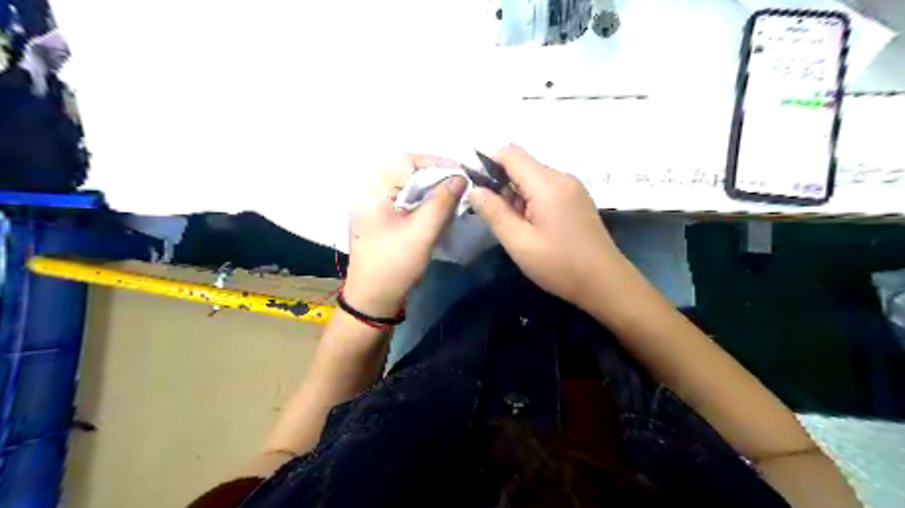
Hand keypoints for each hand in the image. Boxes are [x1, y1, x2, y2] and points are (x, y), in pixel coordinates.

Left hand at [340, 154, 465, 316]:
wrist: (373, 299)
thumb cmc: (395, 265)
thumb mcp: (421, 232)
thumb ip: (441, 202)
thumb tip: (461, 178)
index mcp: (374, 191)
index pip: (406, 161)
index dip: (436, 162)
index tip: (461, 173)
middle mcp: (371, 192)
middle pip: (406, 172)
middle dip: (436, 175)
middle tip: (460, 185)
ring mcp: (375, 207)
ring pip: (408, 186)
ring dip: (431, 189)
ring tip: (453, 195)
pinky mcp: (382, 219)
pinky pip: (405, 200)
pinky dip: (424, 201)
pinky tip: (438, 209)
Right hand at [466, 145, 621, 306]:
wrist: (606, 283)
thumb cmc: (560, 265)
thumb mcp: (519, 243)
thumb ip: (494, 213)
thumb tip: (474, 190)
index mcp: (547, 184)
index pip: (510, 153)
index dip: (489, 165)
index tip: (480, 192)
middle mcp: (562, 177)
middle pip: (522, 165)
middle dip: (503, 186)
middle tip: (499, 220)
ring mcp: (573, 187)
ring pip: (534, 178)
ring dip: (518, 196)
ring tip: (518, 228)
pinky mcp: (578, 199)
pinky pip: (547, 189)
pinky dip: (533, 201)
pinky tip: (535, 227)